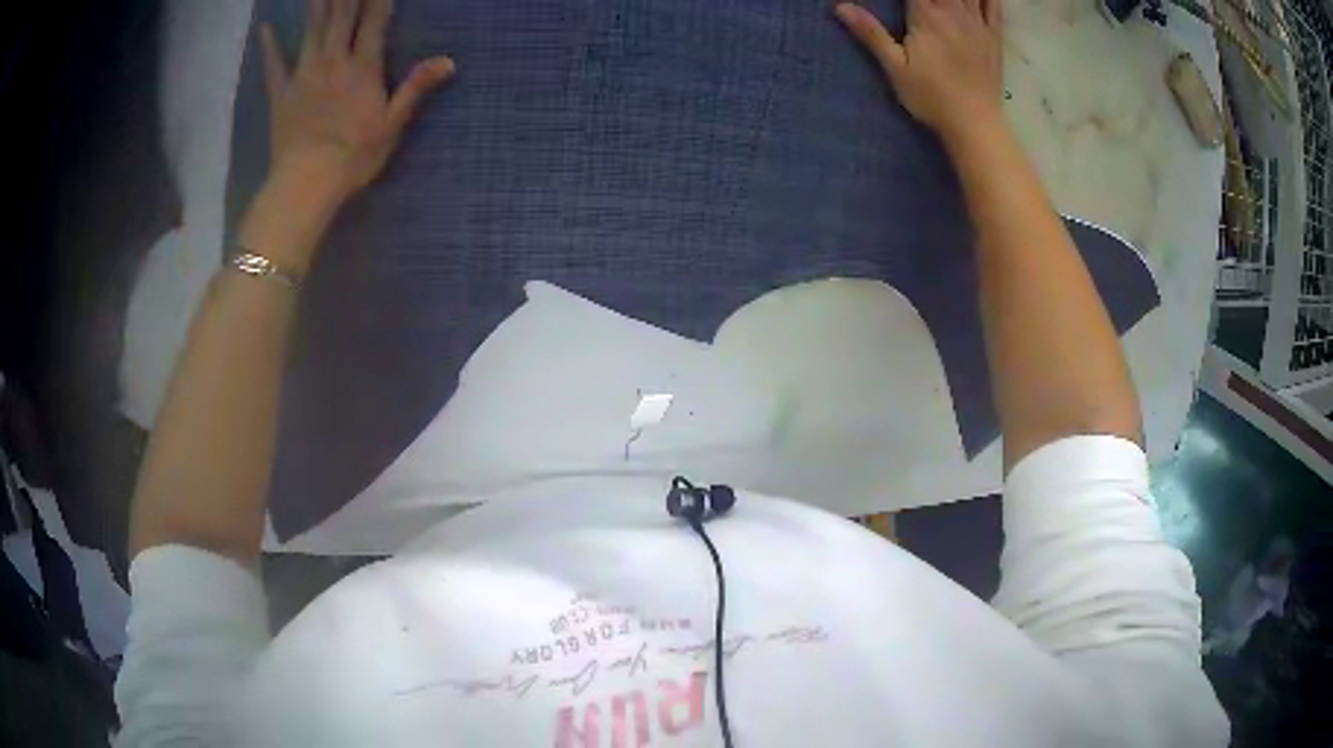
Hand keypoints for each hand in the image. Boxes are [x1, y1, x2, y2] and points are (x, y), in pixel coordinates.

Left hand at [259, 0, 454, 208]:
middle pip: (341, 17)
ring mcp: (303, 75)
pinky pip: (273, 64)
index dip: (379, 0)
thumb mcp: (392, 124)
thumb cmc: (353, 157)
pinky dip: (269, 45)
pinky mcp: (281, 94)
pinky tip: (266, 27)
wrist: (306, 183)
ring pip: (311, 30)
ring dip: (317, 5)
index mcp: (363, 68)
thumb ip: (416, 87)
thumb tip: (448, 60)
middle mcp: (333, 61)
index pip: (374, 22)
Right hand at [835, 0, 1003, 140]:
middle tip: (919, 2)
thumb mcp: (895, 67)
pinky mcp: (993, 36)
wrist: (975, 123)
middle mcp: (953, 11)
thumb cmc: (931, 97)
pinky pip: (992, 5)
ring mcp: (977, 23)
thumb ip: (871, 33)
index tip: (901, 1)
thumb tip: (840, 6)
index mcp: (926, 15)